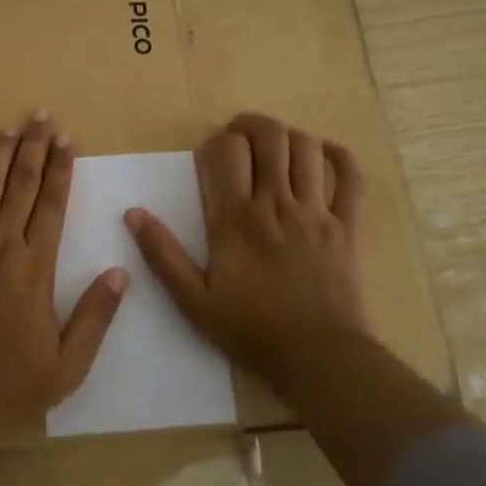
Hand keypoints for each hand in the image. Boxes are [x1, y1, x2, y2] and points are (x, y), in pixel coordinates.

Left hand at [0, 111, 127, 485]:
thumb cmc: (9, 387)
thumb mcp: (67, 365)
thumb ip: (95, 316)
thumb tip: (121, 272)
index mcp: (34, 268)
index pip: (53, 204)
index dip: (62, 168)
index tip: (68, 138)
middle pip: (20, 185)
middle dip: (33, 147)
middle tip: (41, 115)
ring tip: (8, 129)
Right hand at [125, 113, 367, 395]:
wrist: (319, 359)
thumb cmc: (252, 330)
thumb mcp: (193, 301)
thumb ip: (162, 254)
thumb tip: (133, 213)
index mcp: (236, 219)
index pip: (228, 151)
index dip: (217, 141)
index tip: (211, 155)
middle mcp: (277, 203)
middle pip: (270, 137)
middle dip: (252, 125)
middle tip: (241, 137)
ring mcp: (316, 212)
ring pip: (308, 148)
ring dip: (290, 136)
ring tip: (277, 147)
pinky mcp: (348, 227)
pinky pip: (352, 179)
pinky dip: (341, 158)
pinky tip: (326, 154)